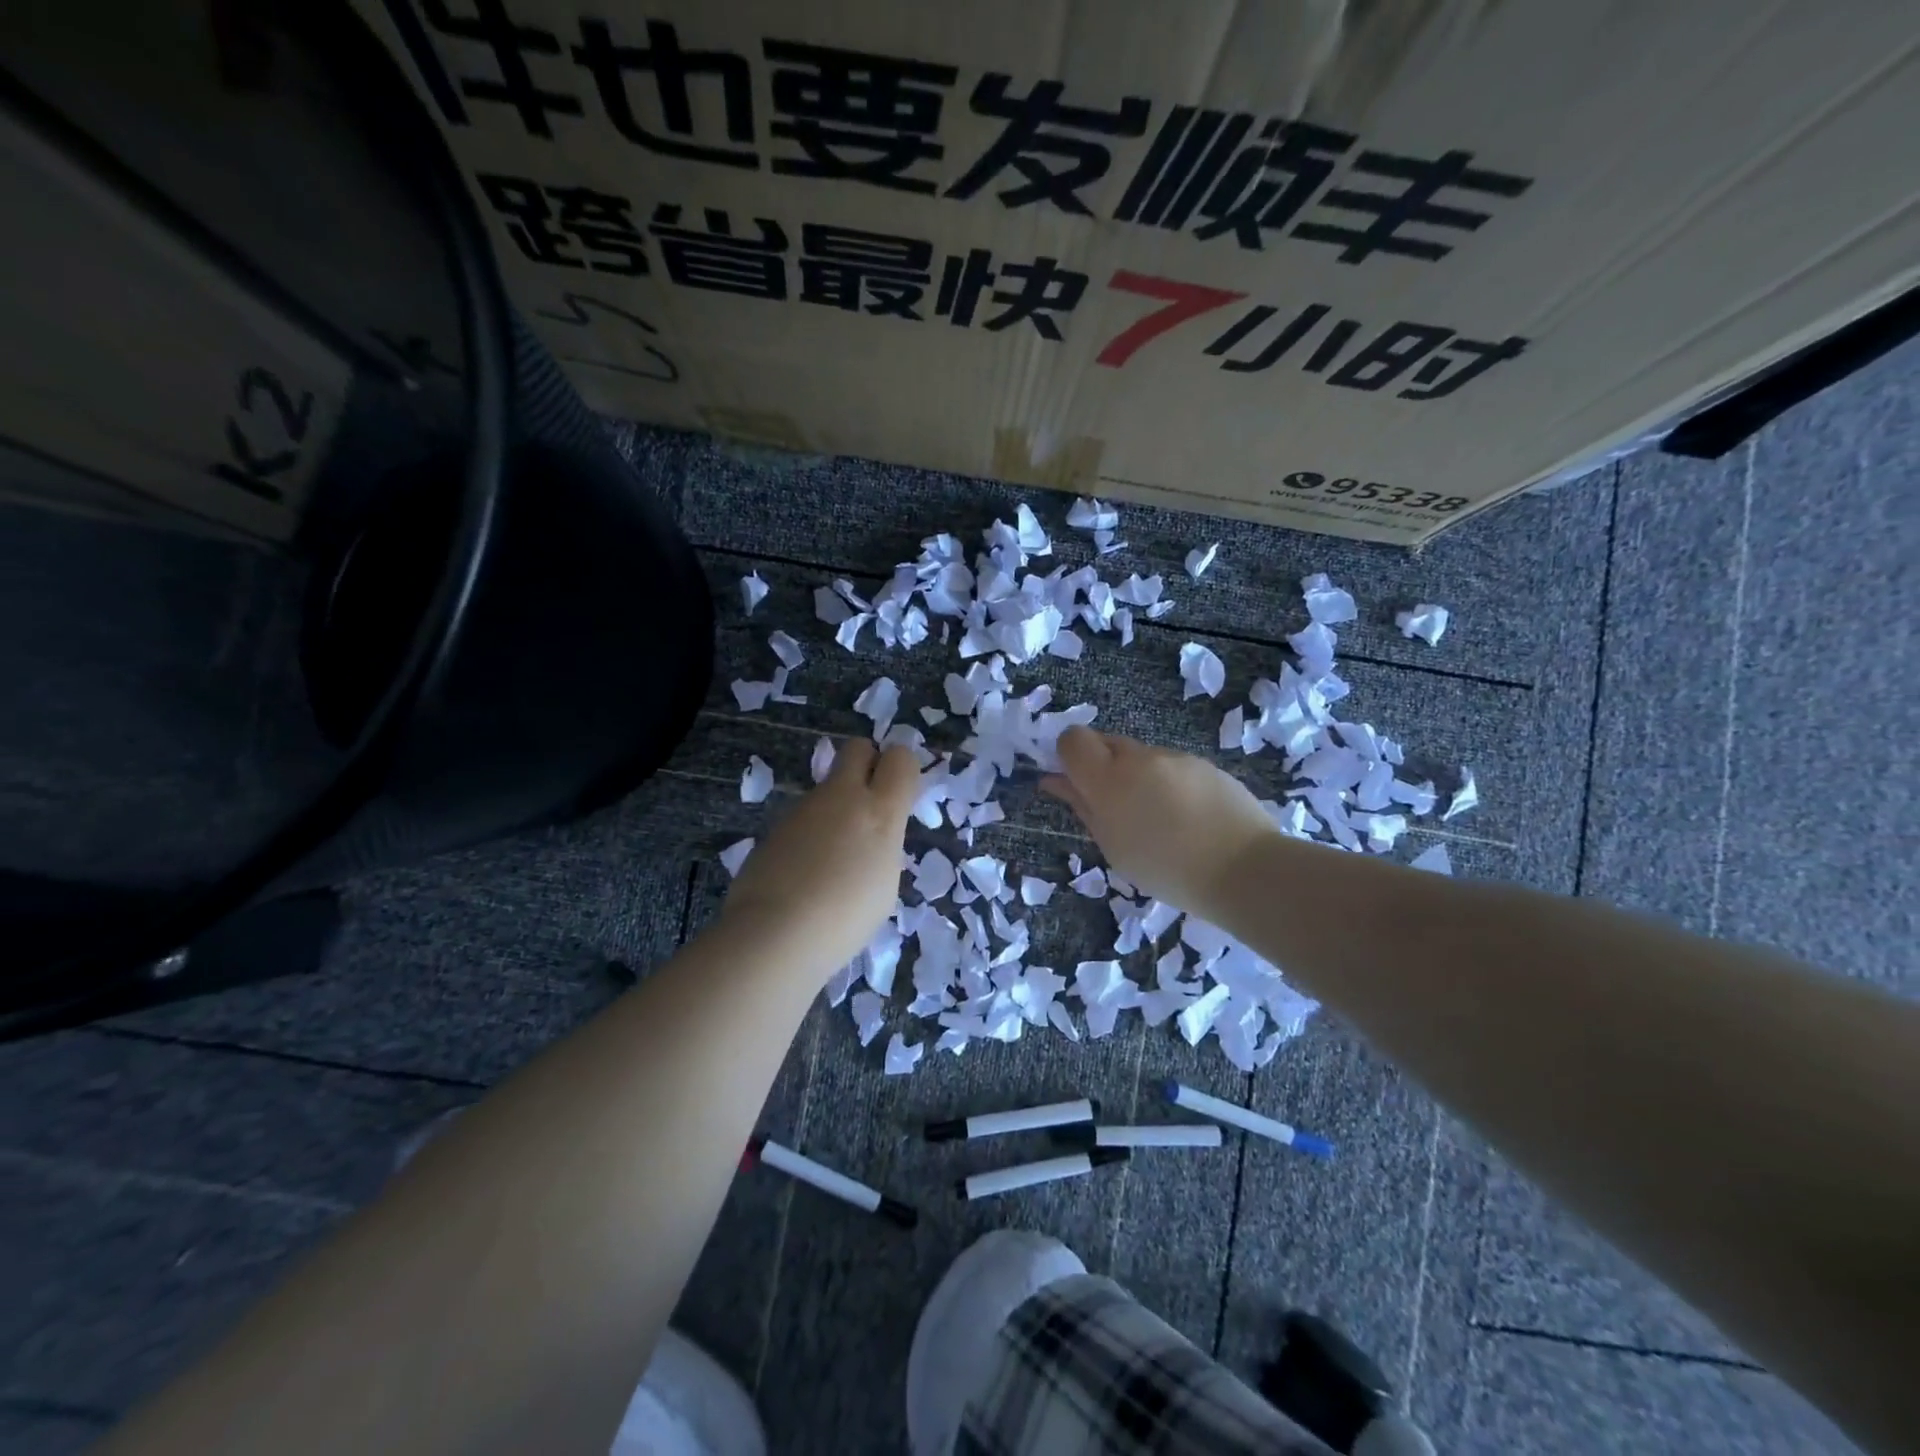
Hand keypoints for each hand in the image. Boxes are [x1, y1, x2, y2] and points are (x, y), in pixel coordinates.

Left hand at [722, 739, 919, 981]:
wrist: (776, 932)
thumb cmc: (846, 917)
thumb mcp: (884, 883)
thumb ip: (882, 846)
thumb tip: (870, 839)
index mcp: (880, 812)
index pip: (901, 758)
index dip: (902, 768)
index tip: (900, 793)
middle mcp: (842, 797)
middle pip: (857, 748)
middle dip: (866, 763)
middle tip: (868, 801)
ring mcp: (804, 808)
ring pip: (827, 788)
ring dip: (835, 807)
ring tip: (830, 858)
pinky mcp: (775, 825)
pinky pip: (803, 817)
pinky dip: (809, 834)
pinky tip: (803, 872)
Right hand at [1042, 727, 1276, 919]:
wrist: (1244, 869)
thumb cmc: (1166, 869)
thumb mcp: (1113, 846)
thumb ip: (1082, 807)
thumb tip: (1054, 781)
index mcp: (1108, 780)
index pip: (1072, 739)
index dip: (1068, 756)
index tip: (1076, 783)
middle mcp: (1139, 757)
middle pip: (1105, 742)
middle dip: (1102, 766)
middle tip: (1115, 806)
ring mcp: (1175, 757)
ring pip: (1141, 756)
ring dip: (1137, 776)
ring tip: (1159, 819)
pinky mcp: (1203, 763)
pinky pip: (1171, 766)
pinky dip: (1168, 783)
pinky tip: (1187, 817)